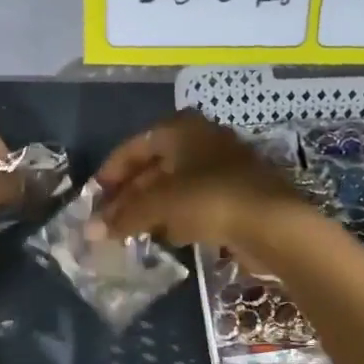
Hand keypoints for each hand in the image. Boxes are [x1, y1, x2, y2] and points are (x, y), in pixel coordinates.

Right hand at [92, 112, 308, 261]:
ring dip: (153, 207)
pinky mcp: (237, 193)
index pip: (135, 146)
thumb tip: (90, 230)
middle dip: (131, 193)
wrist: (273, 224)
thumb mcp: (159, 204)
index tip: (94, 197)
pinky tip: (166, 235)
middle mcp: (202, 139)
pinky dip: (178, 215)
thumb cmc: (209, 199)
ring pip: (176, 185)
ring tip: (131, 231)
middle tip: (110, 220)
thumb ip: (123, 215)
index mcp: (181, 128)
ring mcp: (223, 166)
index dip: (111, 172)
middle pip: (155, 165)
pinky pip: (197, 201)